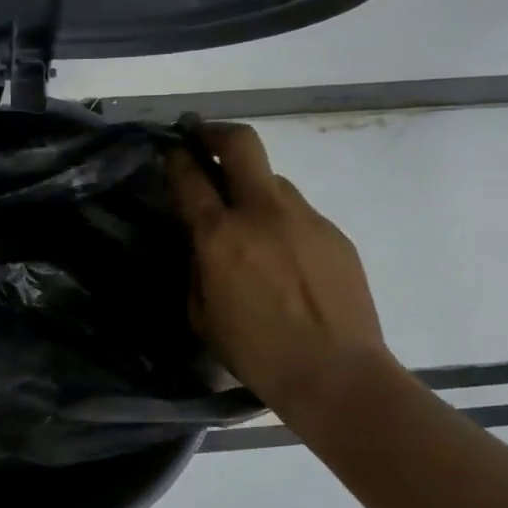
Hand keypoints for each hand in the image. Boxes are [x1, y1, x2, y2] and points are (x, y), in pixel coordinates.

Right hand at [166, 124, 386, 411]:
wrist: (337, 374)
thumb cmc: (256, 353)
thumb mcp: (203, 314)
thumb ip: (198, 268)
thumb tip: (204, 244)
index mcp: (220, 235)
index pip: (190, 176)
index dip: (176, 157)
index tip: (170, 150)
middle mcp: (262, 212)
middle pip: (240, 143)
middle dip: (215, 133)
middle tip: (202, 139)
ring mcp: (304, 217)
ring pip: (273, 180)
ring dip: (253, 188)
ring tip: (250, 222)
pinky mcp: (334, 232)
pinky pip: (299, 214)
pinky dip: (283, 223)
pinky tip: (286, 259)